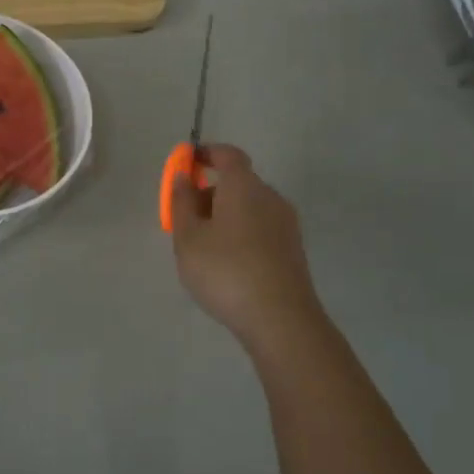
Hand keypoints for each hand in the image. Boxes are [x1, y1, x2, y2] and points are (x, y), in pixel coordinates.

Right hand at [171, 145, 322, 351]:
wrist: (281, 320)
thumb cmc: (226, 271)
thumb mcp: (188, 238)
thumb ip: (181, 203)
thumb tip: (182, 178)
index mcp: (244, 186)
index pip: (228, 155)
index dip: (206, 153)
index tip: (186, 162)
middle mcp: (270, 197)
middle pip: (238, 182)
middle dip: (210, 191)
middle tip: (184, 218)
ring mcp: (286, 224)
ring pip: (249, 207)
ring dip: (224, 215)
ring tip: (201, 246)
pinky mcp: (292, 250)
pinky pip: (260, 228)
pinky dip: (240, 232)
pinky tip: (225, 263)